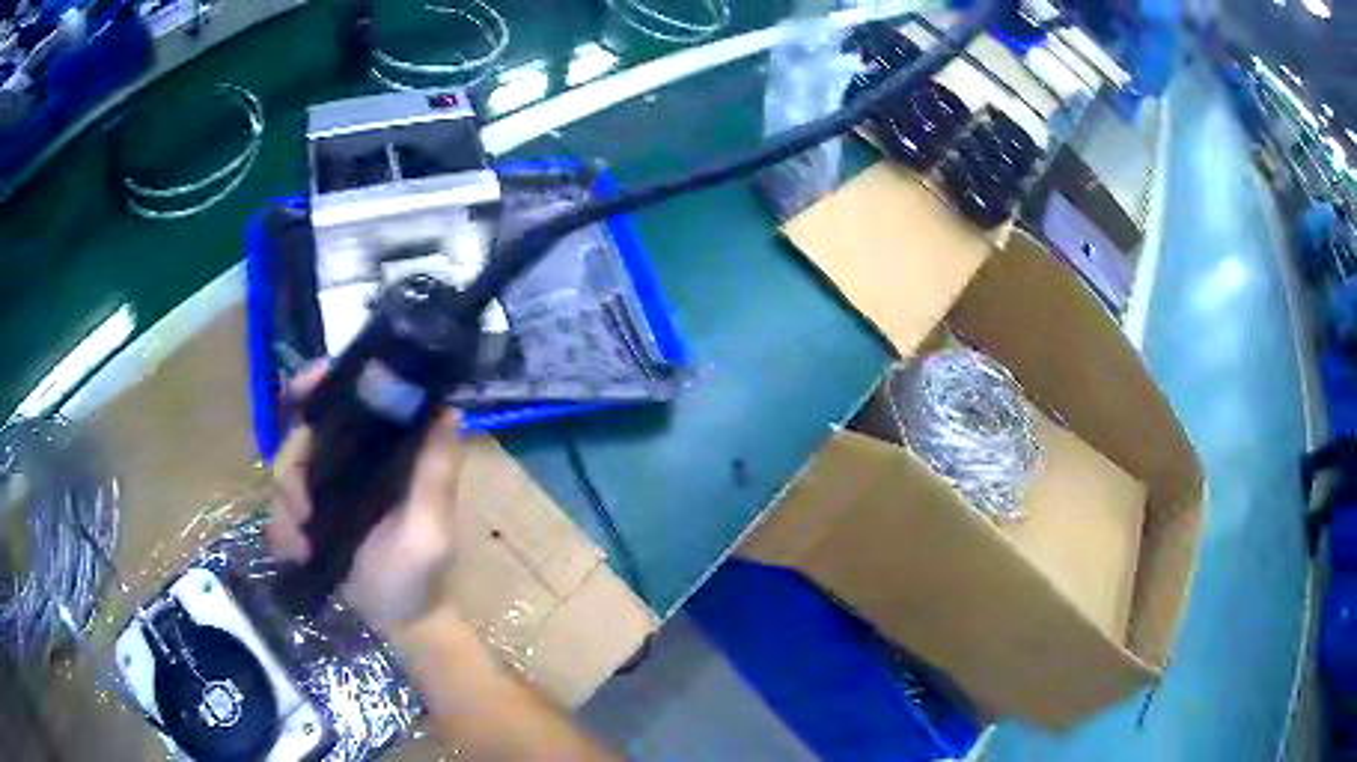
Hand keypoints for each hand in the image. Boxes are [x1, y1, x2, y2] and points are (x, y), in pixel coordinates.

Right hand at [266, 368, 464, 632]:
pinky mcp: (311, 516)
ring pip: (286, 468)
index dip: (322, 385)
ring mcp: (329, 488)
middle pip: (306, 432)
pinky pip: (280, 506)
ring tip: (302, 541)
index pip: (353, 399)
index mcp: (387, 452)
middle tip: (304, 509)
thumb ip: (435, 473)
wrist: (399, 623)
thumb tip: (447, 407)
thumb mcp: (429, 526)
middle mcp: (355, 461)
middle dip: (294, 464)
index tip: (297, 392)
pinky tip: (296, 553)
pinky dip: (281, 528)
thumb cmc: (421, 574)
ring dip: (286, 504)